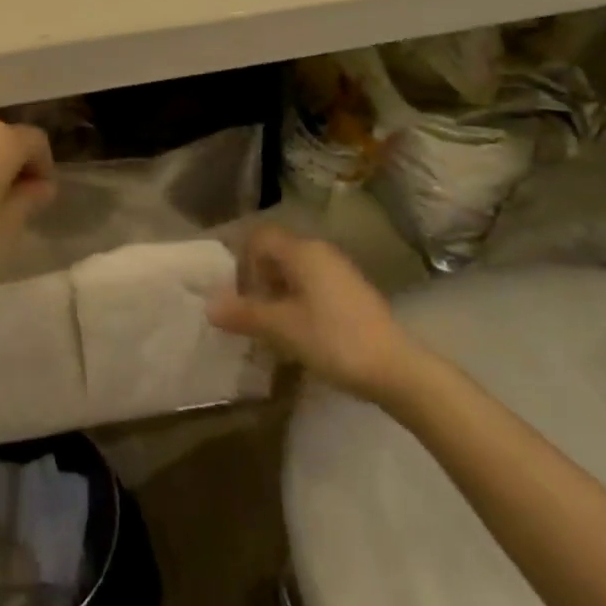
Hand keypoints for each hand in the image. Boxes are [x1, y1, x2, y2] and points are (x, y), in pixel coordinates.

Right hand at [207, 226, 410, 402]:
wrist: (397, 369)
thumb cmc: (334, 340)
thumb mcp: (282, 328)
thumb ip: (245, 314)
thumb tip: (209, 304)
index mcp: (302, 251)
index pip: (260, 237)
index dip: (243, 261)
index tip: (239, 294)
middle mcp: (320, 251)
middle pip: (277, 253)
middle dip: (259, 280)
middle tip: (252, 314)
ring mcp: (339, 271)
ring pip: (296, 271)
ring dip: (279, 294)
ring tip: (273, 328)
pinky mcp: (352, 292)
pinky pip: (314, 285)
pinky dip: (299, 302)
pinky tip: (301, 334)